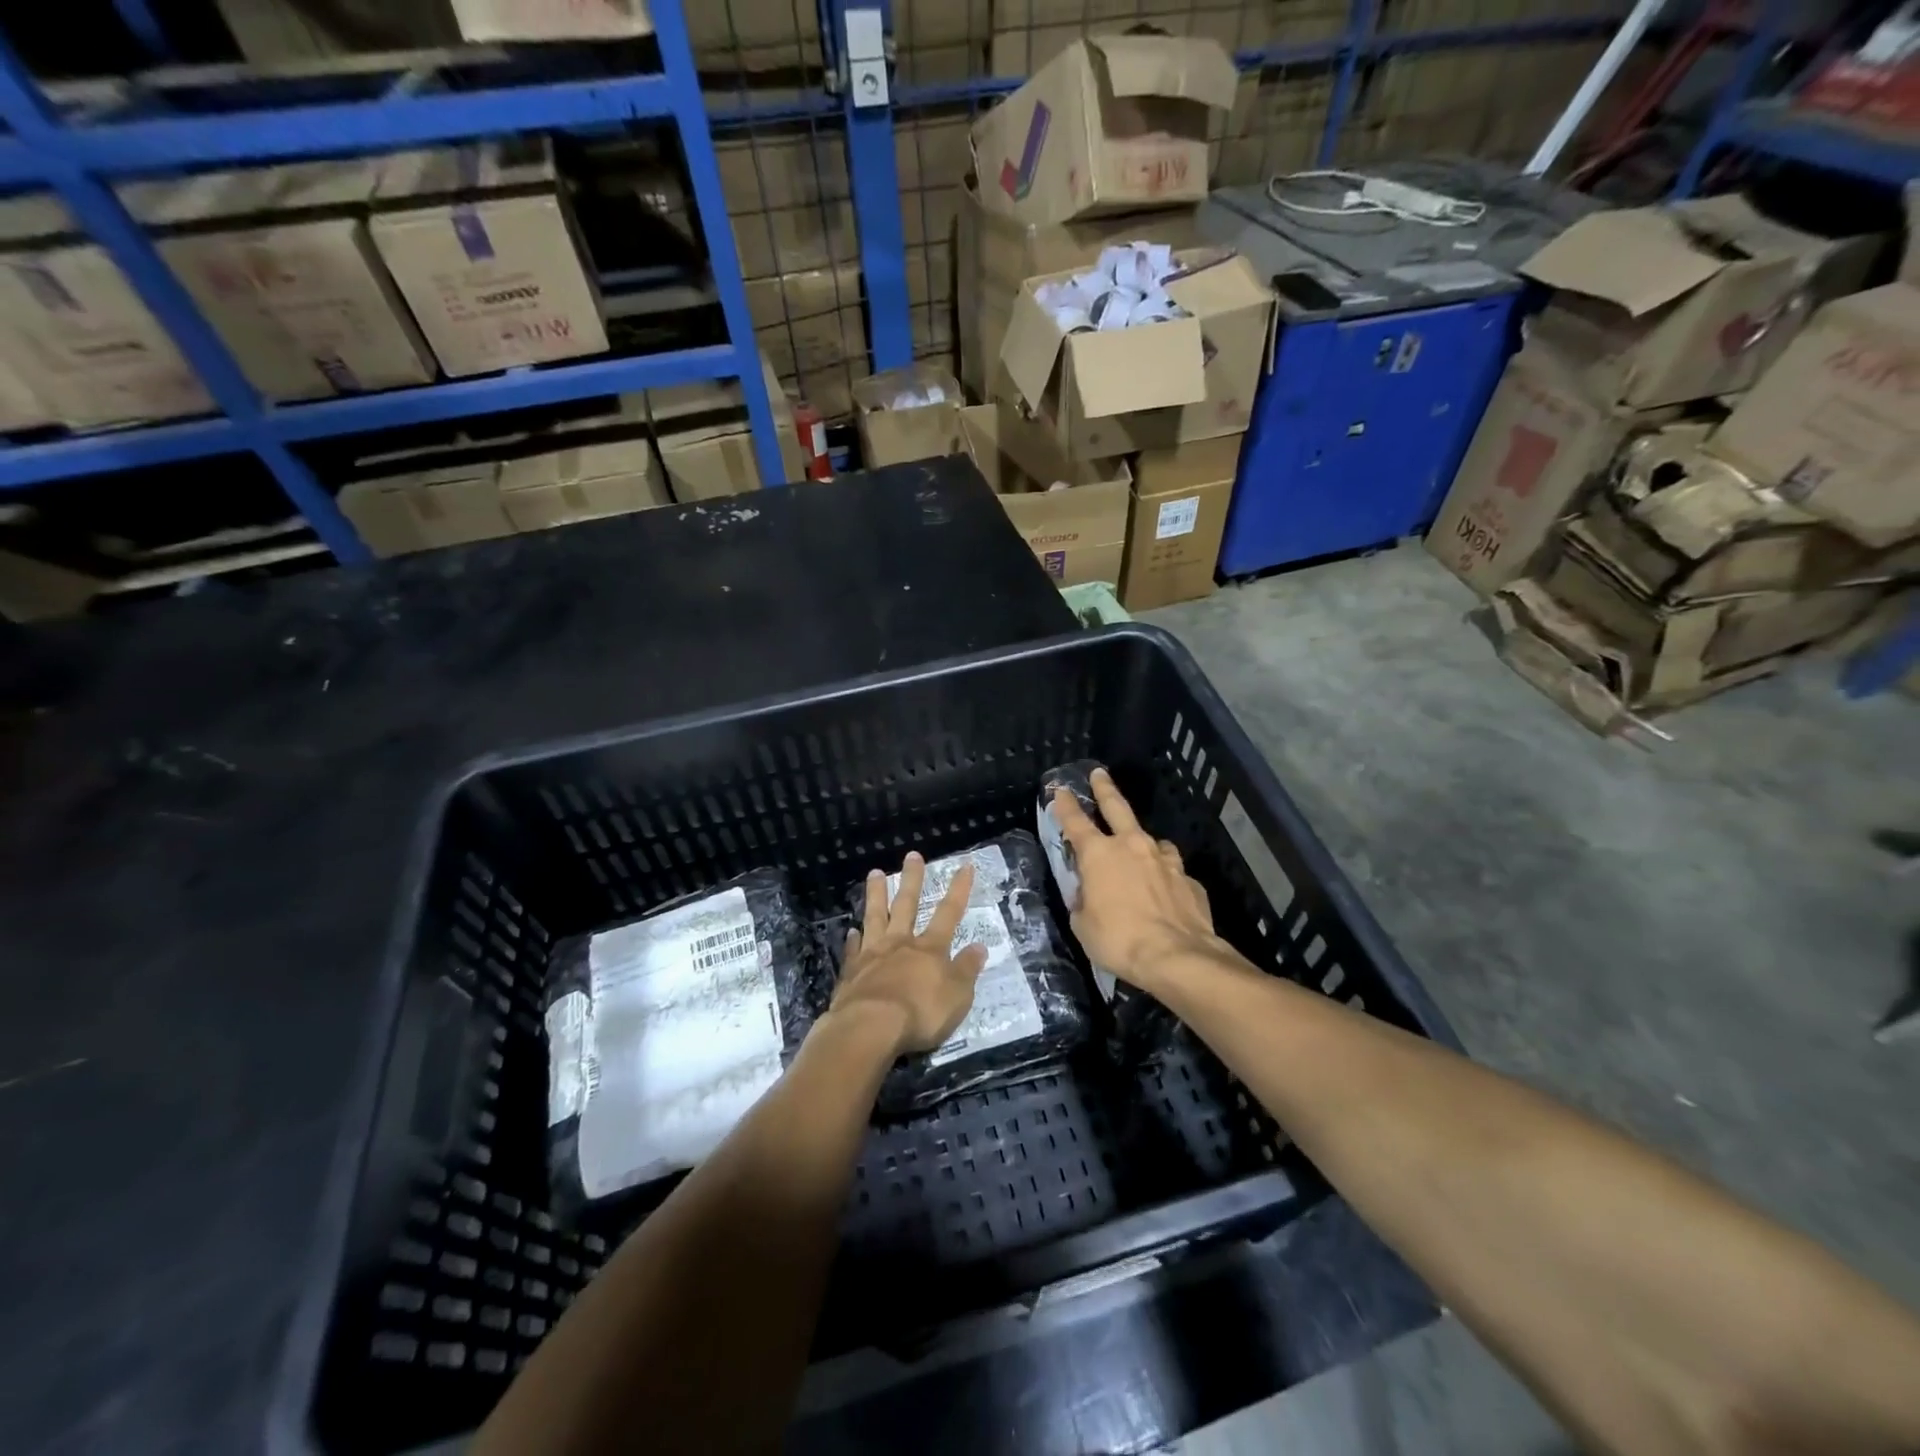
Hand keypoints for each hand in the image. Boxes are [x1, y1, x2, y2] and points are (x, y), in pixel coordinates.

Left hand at [830, 852, 988, 1055]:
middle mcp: (901, 944)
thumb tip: (979, 947)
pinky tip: (851, 930)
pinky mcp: (851, 971)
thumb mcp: (957, 996)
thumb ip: (967, 970)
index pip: (949, 913)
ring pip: (875, 916)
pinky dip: (853, 939)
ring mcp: (872, 954)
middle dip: (912, 879)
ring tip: (874, 873)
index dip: (959, 889)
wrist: (870, 1028)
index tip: (965, 865)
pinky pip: (853, 949)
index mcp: (930, 949)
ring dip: (876, 894)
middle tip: (912, 855)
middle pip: (906, 904)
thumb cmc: (921, 1013)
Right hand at [1051, 769, 1222, 992]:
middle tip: (1099, 774)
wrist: (1177, 956)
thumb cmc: (1119, 940)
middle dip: (1104, 789)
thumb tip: (1089, 894)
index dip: (1064, 805)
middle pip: (1117, 807)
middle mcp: (1132, 847)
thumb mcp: (1083, 925)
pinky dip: (1164, 875)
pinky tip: (1164, 892)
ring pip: (1151, 839)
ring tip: (1141, 851)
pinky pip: (1172, 870)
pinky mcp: (1189, 879)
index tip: (1058, 790)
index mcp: (1099, 855)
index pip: (1075, 822)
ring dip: (1142, 842)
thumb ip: (1084, 901)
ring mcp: (1165, 860)